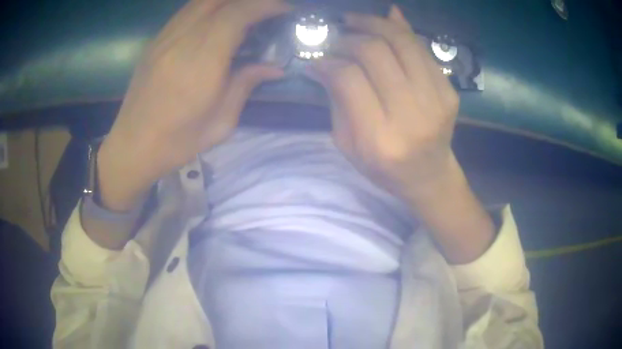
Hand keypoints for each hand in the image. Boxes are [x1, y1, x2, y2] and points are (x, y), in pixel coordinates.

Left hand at [98, 0, 289, 210]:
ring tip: (243, 13)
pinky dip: (207, 7)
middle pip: (218, 0)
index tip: (284, 9)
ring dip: (226, 1)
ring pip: (200, 1)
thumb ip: (246, 85)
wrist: (132, 147)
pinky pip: (185, 11)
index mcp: (201, 63)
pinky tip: (215, 21)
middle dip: (248, 0)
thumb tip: (274, 68)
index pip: (236, 14)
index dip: (265, 5)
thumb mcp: (220, 122)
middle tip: (264, 10)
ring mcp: (164, 38)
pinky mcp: (155, 42)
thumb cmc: (177, 142)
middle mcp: (180, 41)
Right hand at [306, 5, 459, 199]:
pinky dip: (401, 31)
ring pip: (403, 42)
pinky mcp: (450, 92)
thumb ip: (336, 100)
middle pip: (377, 53)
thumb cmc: (384, 168)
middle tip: (337, 37)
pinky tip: (385, 24)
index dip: (330, 60)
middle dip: (350, 37)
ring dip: (375, 24)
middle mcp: (413, 117)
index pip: (350, 79)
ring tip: (356, 21)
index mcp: (380, 139)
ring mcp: (437, 102)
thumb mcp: (347, 145)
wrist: (429, 175)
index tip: (318, 57)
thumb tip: (321, 61)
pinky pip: (422, 50)